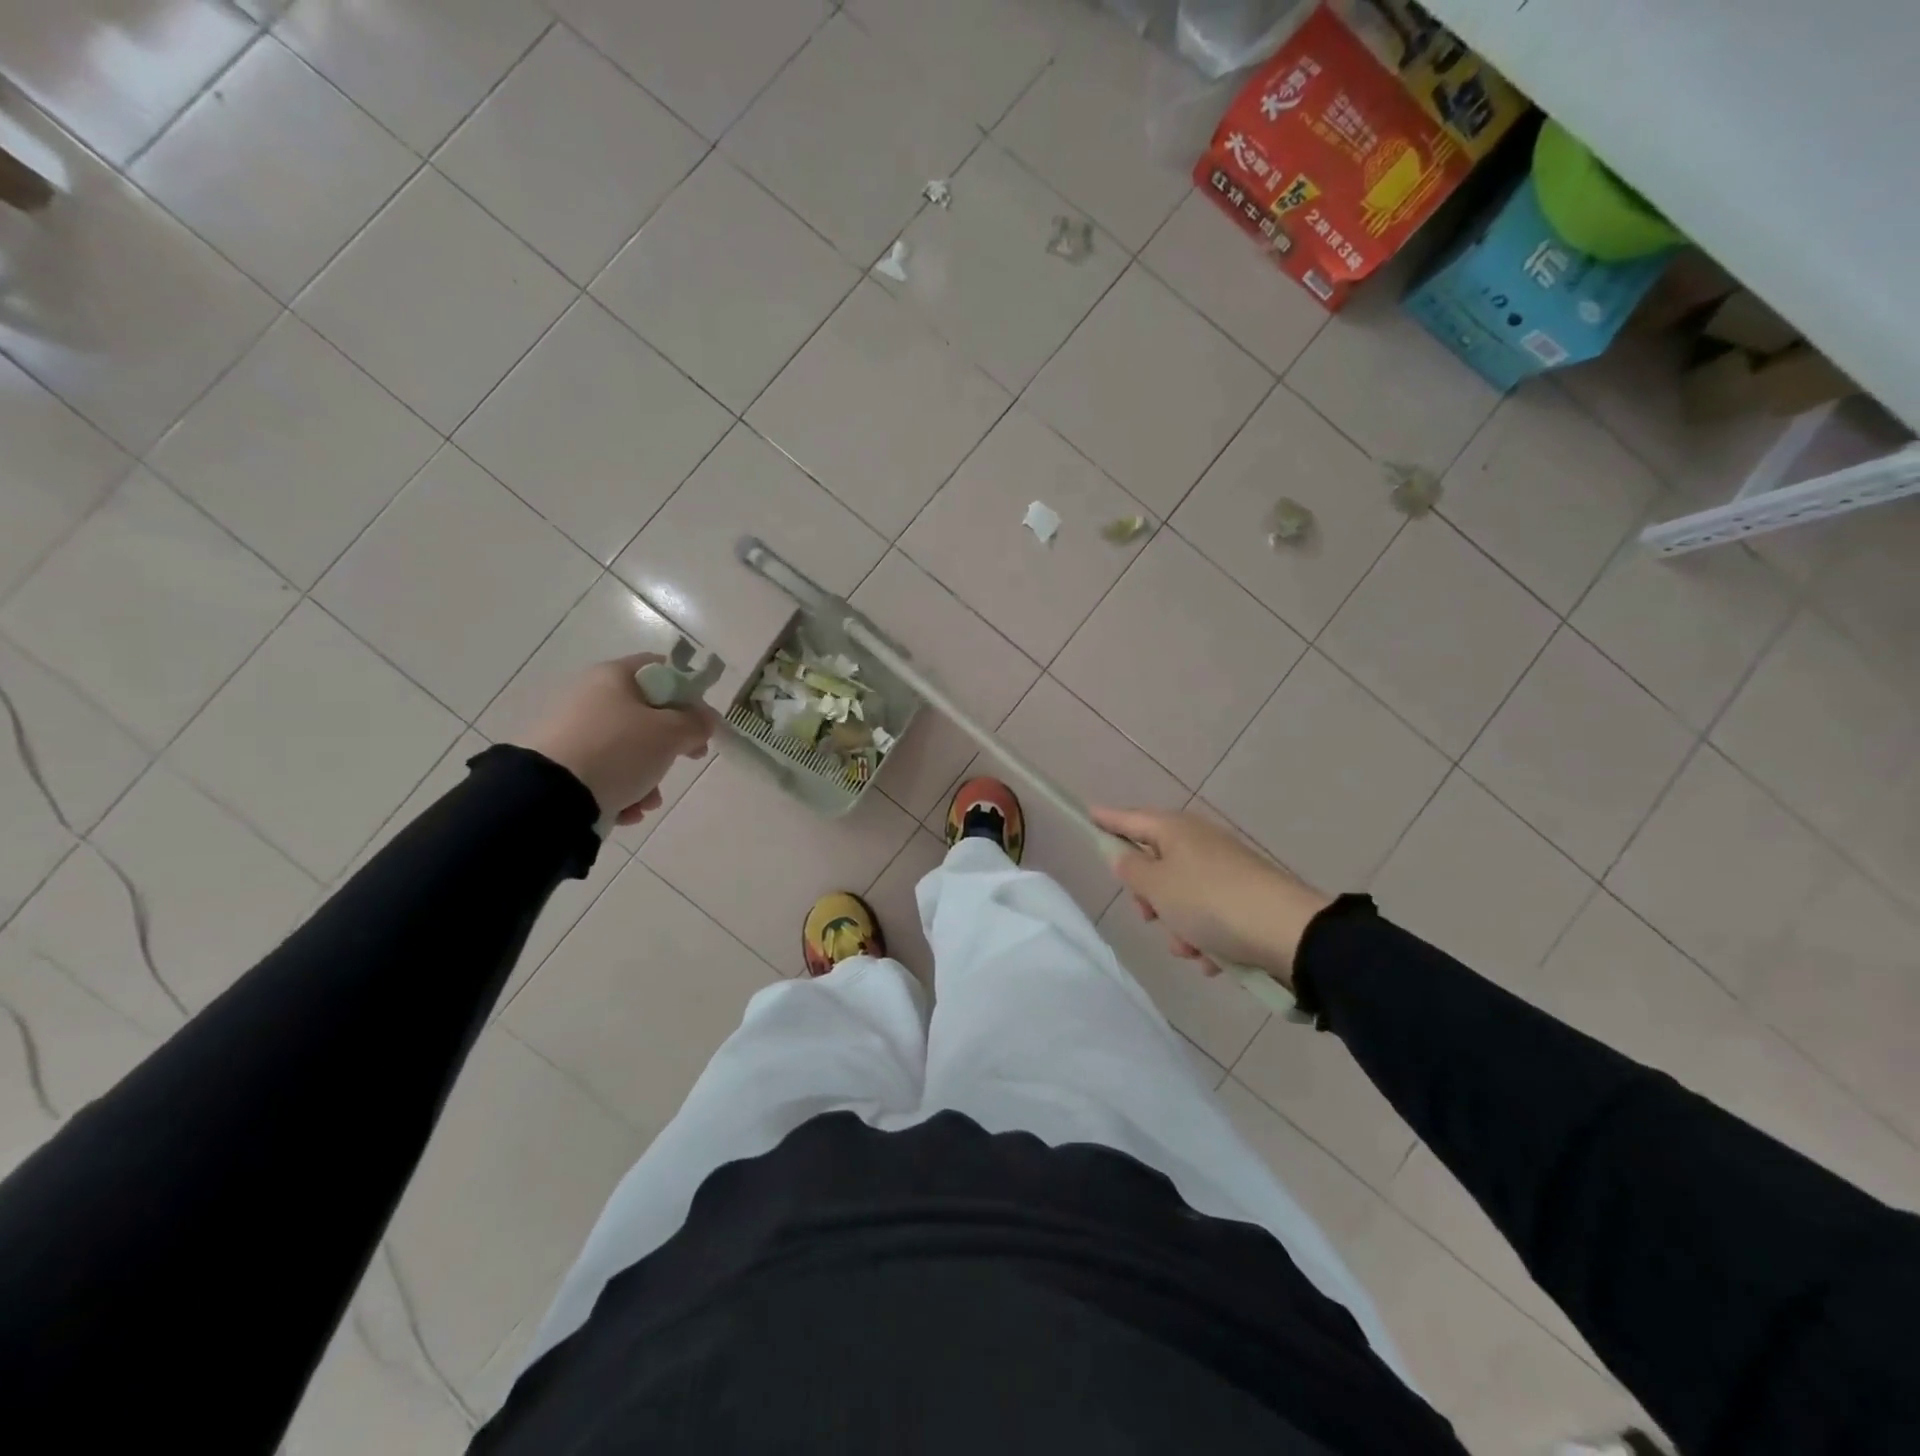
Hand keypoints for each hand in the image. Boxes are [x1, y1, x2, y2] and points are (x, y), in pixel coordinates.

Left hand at [513, 654, 718, 825]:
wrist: (548, 796)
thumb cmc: (618, 751)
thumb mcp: (670, 734)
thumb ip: (696, 723)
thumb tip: (704, 720)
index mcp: (612, 677)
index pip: (660, 670)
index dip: (686, 693)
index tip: (699, 722)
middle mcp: (588, 696)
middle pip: (645, 714)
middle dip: (669, 744)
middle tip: (686, 759)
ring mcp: (570, 731)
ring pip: (625, 749)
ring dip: (647, 776)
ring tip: (648, 801)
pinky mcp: (558, 763)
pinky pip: (602, 772)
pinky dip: (620, 790)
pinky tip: (625, 810)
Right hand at [1090, 806, 1331, 987]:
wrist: (1288, 932)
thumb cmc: (1209, 902)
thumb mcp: (1157, 886)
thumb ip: (1131, 870)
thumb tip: (1125, 856)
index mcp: (1176, 830)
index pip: (1131, 819)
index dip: (1108, 820)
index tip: (1088, 814)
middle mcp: (1200, 843)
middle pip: (1156, 865)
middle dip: (1150, 897)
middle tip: (1149, 916)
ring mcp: (1225, 871)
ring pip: (1182, 898)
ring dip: (1178, 927)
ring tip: (1191, 949)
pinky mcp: (1245, 898)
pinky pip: (1209, 917)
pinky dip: (1205, 938)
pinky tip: (1213, 960)